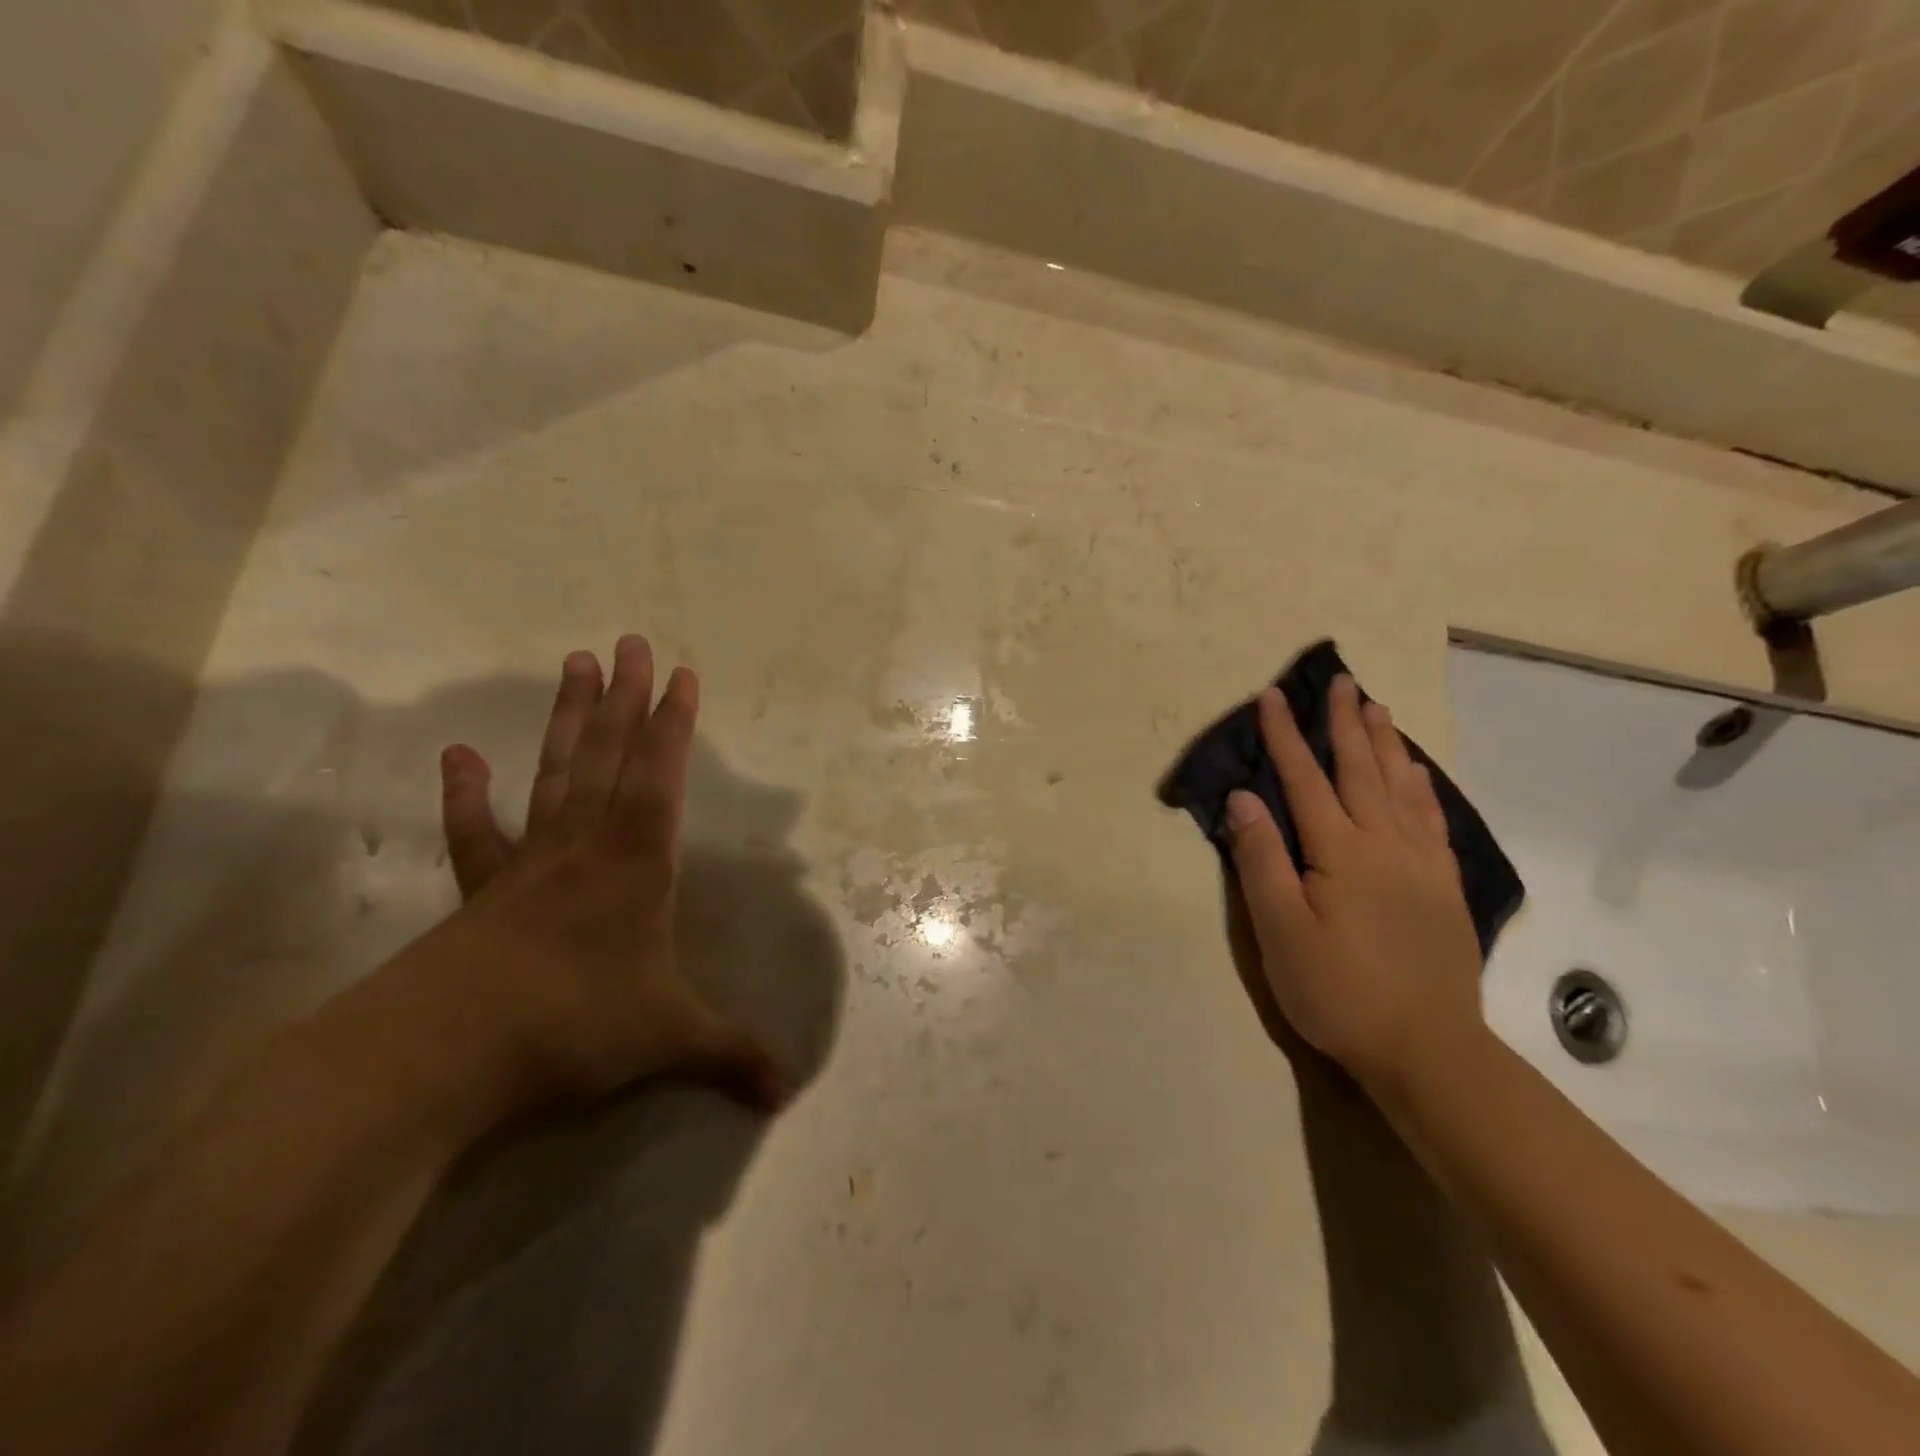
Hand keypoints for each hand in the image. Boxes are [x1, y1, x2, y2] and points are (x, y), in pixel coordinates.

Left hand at [394, 636, 786, 1129]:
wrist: (441, 1055)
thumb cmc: (572, 1027)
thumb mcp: (668, 1040)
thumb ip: (732, 1055)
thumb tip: (792, 1092)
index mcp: (636, 865)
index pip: (661, 777)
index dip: (674, 724)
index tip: (681, 671)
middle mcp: (585, 847)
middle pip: (607, 757)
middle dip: (624, 698)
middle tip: (626, 641)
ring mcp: (528, 863)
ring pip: (554, 775)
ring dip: (567, 720)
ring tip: (572, 664)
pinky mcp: (481, 891)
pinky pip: (475, 834)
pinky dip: (466, 795)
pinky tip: (458, 755)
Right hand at [1221, 675, 1485, 1096]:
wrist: (1427, 1050)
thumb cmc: (1338, 991)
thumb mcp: (1280, 932)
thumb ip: (1262, 859)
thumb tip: (1244, 797)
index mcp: (1340, 852)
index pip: (1305, 780)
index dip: (1285, 736)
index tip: (1271, 697)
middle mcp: (1384, 844)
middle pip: (1361, 769)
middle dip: (1345, 723)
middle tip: (1340, 681)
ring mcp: (1420, 864)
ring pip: (1401, 786)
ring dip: (1385, 743)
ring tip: (1376, 707)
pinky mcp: (1443, 886)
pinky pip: (1431, 819)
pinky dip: (1421, 786)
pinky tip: (1416, 773)